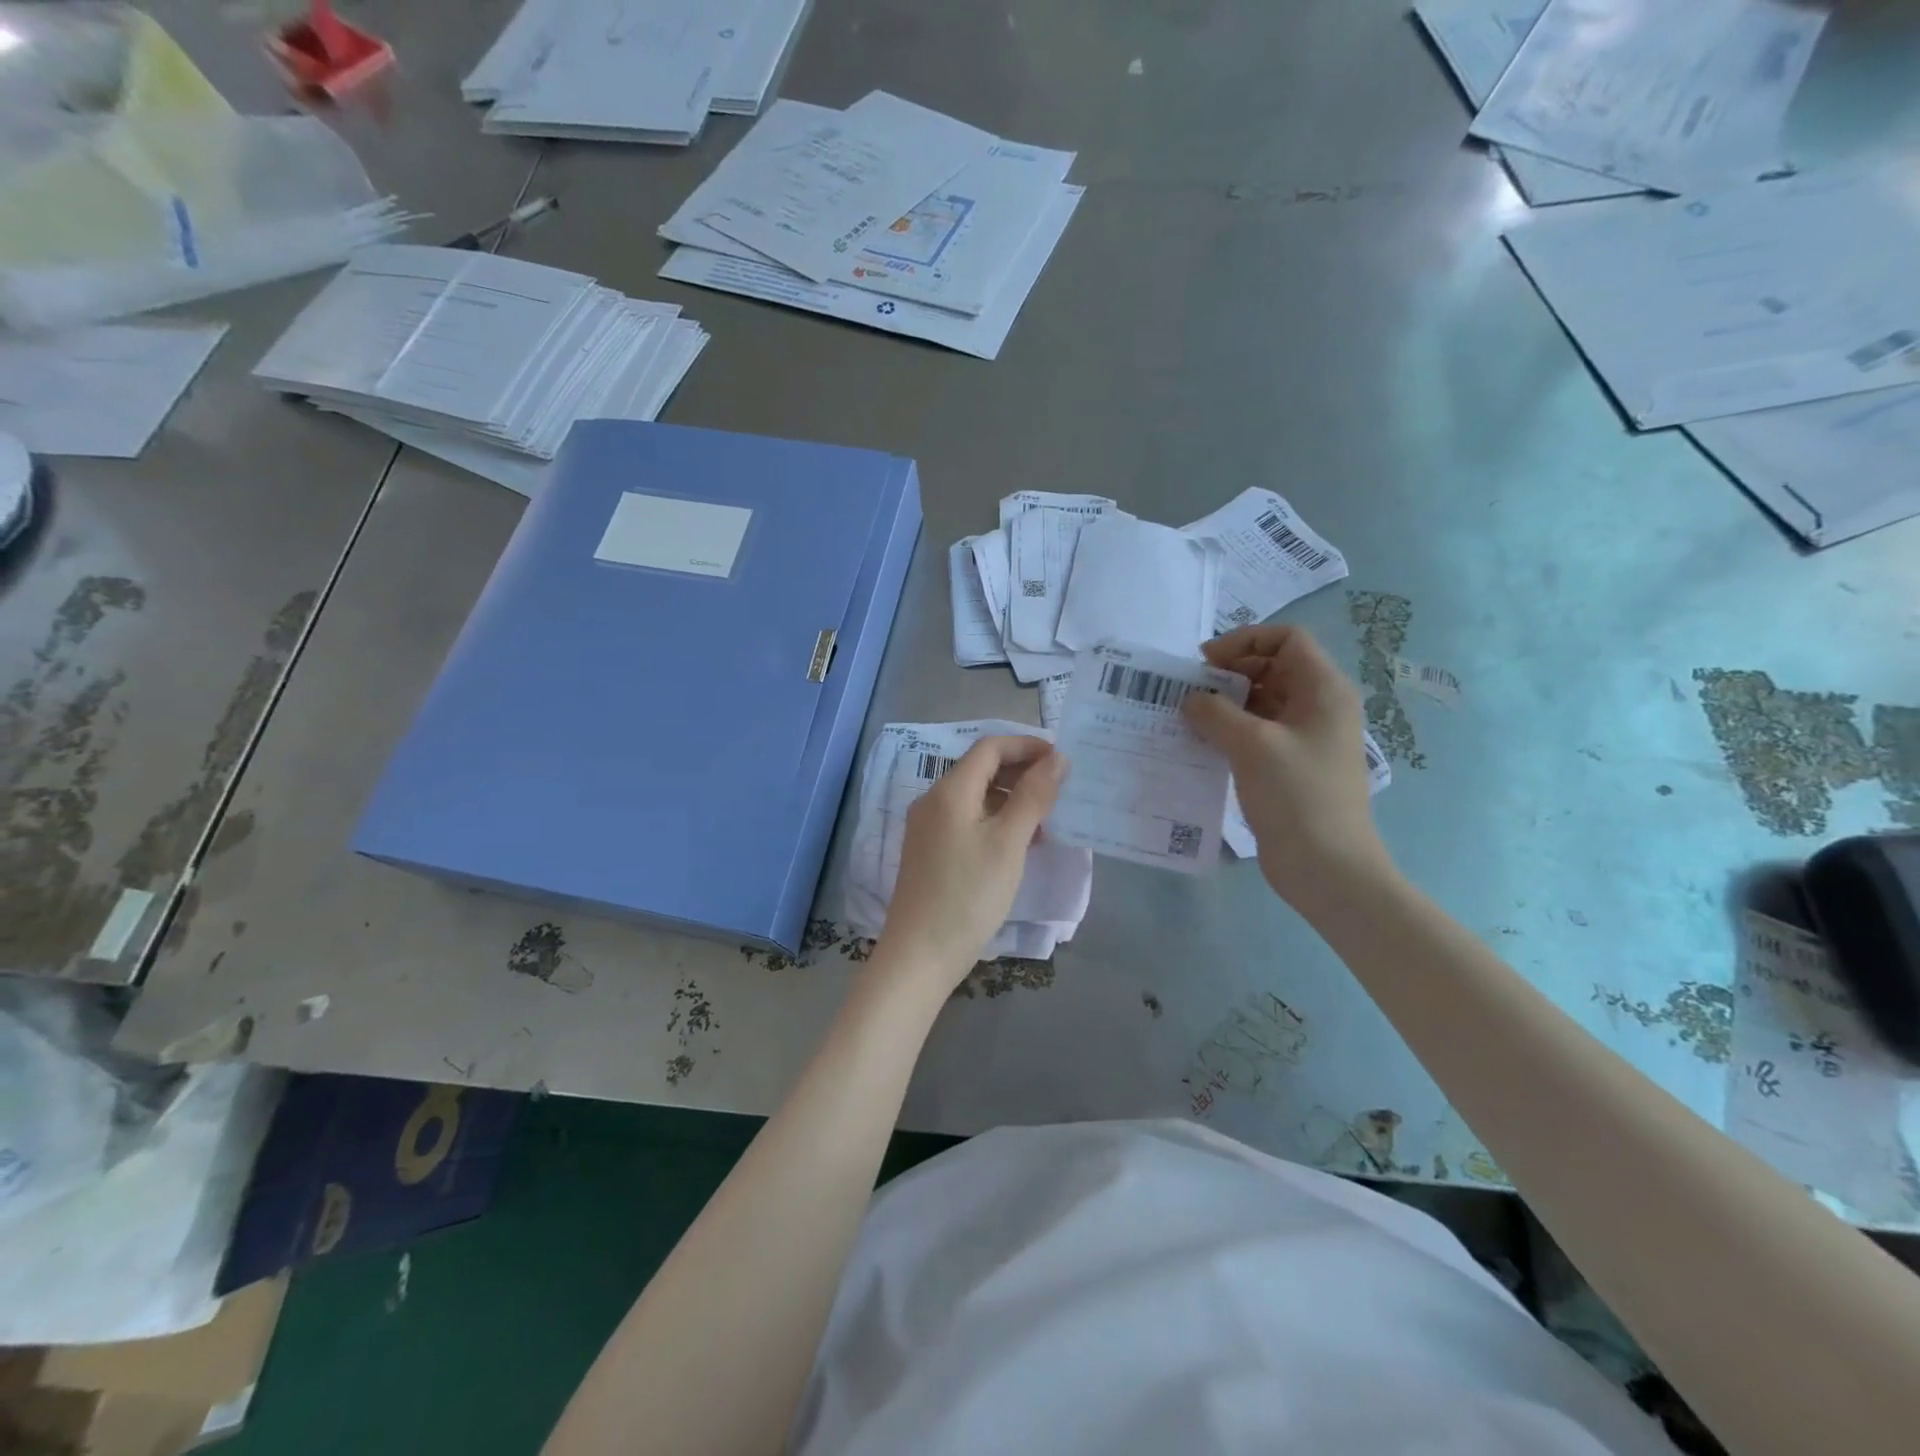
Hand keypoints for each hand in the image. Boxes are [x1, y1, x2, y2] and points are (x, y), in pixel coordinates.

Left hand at [874, 735, 1064, 992]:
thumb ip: (1033, 796)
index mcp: (950, 790)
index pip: (990, 747)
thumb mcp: (1008, 842)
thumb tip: (1058, 757)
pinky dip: (997, 820)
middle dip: (1022, 771)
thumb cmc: (969, 895)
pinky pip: (968, 819)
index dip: (1027, 746)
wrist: (920, 955)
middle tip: (1060, 789)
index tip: (1063, 759)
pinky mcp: (931, 851)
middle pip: (981, 769)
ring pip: (976, 796)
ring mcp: (929, 827)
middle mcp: (933, 800)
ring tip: (1047, 818)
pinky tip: (1021, 842)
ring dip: (1012, 798)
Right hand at [1183, 625, 1391, 903]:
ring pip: (1263, 701)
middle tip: (1191, 691)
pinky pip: (1259, 732)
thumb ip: (1215, 712)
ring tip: (1189, 717)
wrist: (1328, 867)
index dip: (1245, 641)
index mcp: (1324, 690)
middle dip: (1230, 672)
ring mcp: (1307, 738)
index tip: (1205, 662)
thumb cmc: (1297, 796)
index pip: (1287, 639)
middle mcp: (1319, 707)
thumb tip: (1191, 699)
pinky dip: (1231, 730)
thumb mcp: (1252, 745)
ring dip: (1227, 703)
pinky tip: (1203, 744)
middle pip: (1273, 667)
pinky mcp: (1292, 766)